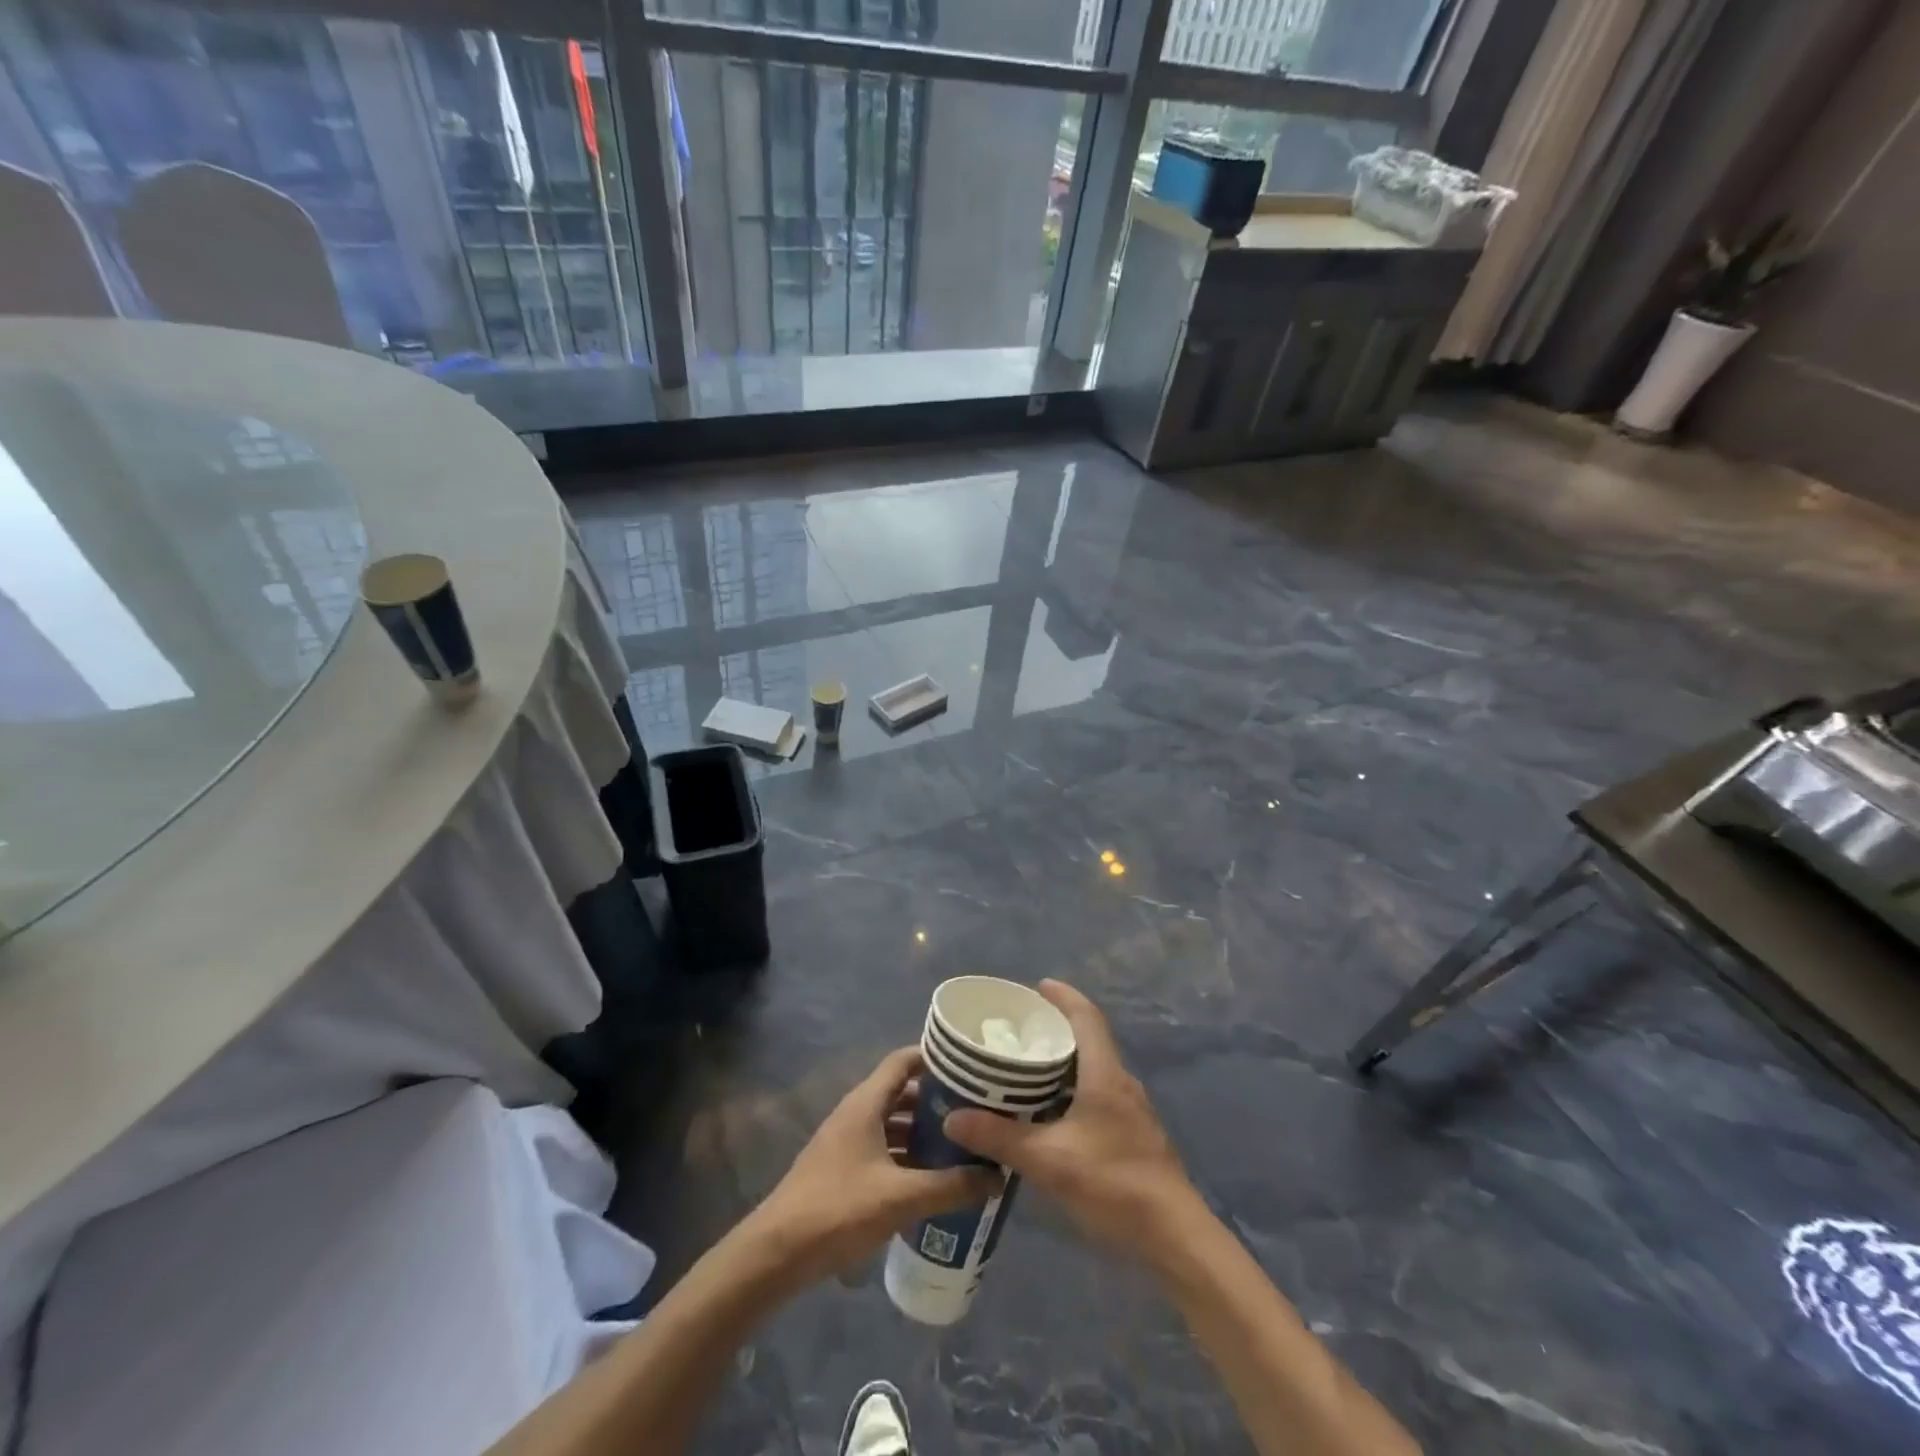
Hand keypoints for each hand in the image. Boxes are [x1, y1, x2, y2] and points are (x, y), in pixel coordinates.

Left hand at [745, 1047, 998, 1289]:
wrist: (776, 1253)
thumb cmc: (838, 1209)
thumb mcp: (900, 1198)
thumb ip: (951, 1186)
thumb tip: (997, 1176)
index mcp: (866, 1103)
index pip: (905, 1060)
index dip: (936, 1057)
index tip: (971, 1066)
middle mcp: (857, 1113)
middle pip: (902, 1092)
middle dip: (938, 1100)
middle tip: (977, 1111)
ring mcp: (847, 1142)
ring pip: (893, 1124)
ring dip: (924, 1132)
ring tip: (963, 1146)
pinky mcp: (843, 1170)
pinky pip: (884, 1150)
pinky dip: (908, 1157)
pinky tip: (932, 1180)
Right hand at [944, 980, 1195, 1257]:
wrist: (1174, 1237)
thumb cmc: (1113, 1184)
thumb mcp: (1049, 1160)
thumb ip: (1000, 1137)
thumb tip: (953, 1117)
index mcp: (1105, 1074)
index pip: (1086, 1017)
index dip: (1064, 996)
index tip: (1037, 986)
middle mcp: (1121, 1084)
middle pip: (1089, 1041)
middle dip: (1056, 1030)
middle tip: (1018, 1031)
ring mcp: (1131, 1112)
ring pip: (1093, 1072)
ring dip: (1063, 1064)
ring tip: (1024, 1070)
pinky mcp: (1133, 1137)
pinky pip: (1097, 1097)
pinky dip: (1071, 1092)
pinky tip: (1048, 1116)